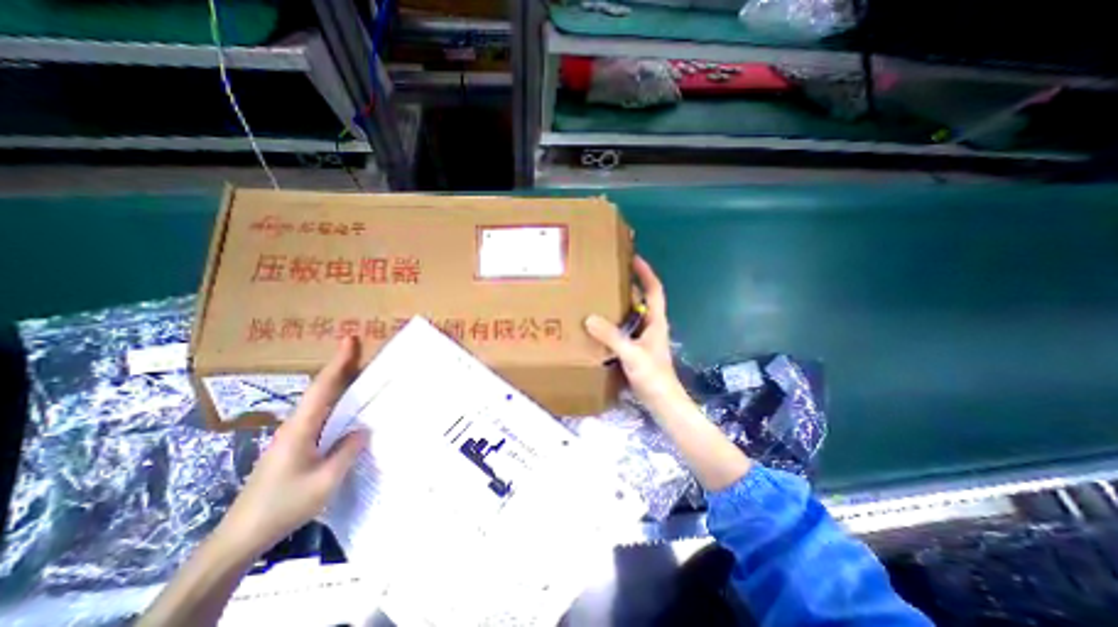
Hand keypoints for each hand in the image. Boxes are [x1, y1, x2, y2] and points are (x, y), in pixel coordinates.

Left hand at [220, 339, 369, 551]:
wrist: (241, 536)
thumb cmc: (284, 505)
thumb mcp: (325, 481)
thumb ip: (347, 451)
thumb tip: (363, 428)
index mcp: (301, 428)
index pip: (323, 387)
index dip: (338, 362)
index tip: (350, 339)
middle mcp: (296, 426)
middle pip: (321, 389)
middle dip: (341, 367)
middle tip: (362, 350)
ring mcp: (293, 436)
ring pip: (320, 402)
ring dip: (339, 384)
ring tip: (361, 372)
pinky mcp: (295, 446)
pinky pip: (320, 416)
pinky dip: (336, 403)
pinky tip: (348, 408)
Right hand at [589, 254, 685, 409]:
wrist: (662, 402)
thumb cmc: (653, 376)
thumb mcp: (632, 354)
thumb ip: (612, 337)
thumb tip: (589, 318)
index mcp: (655, 321)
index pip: (654, 289)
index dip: (646, 272)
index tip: (633, 257)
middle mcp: (651, 325)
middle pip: (642, 298)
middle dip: (630, 284)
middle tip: (609, 274)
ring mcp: (643, 338)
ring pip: (631, 314)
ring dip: (619, 303)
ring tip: (600, 295)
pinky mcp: (636, 349)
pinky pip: (624, 329)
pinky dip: (613, 322)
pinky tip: (599, 324)